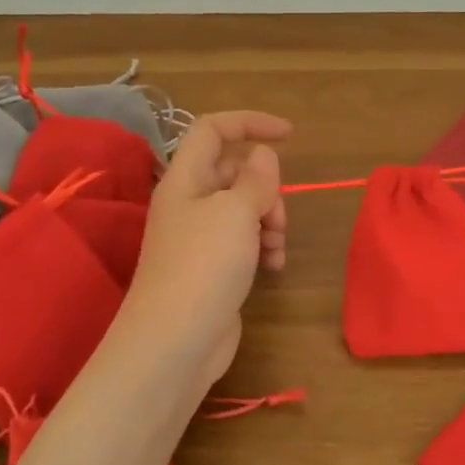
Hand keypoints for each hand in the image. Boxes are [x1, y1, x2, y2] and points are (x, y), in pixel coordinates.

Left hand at [124, 111, 290, 391]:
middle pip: (234, 172)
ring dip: (268, 220)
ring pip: (243, 208)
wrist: (176, 341)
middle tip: (275, 217)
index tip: (289, 135)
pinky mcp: (211, 267)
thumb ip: (256, 179)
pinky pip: (243, 240)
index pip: (213, 130)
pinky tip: (272, 267)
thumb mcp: (235, 211)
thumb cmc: (204, 265)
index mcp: (185, 179)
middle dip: (266, 187)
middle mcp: (189, 203)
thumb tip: (262, 155)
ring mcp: (199, 237)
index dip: (250, 123)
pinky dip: (261, 246)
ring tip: (275, 248)